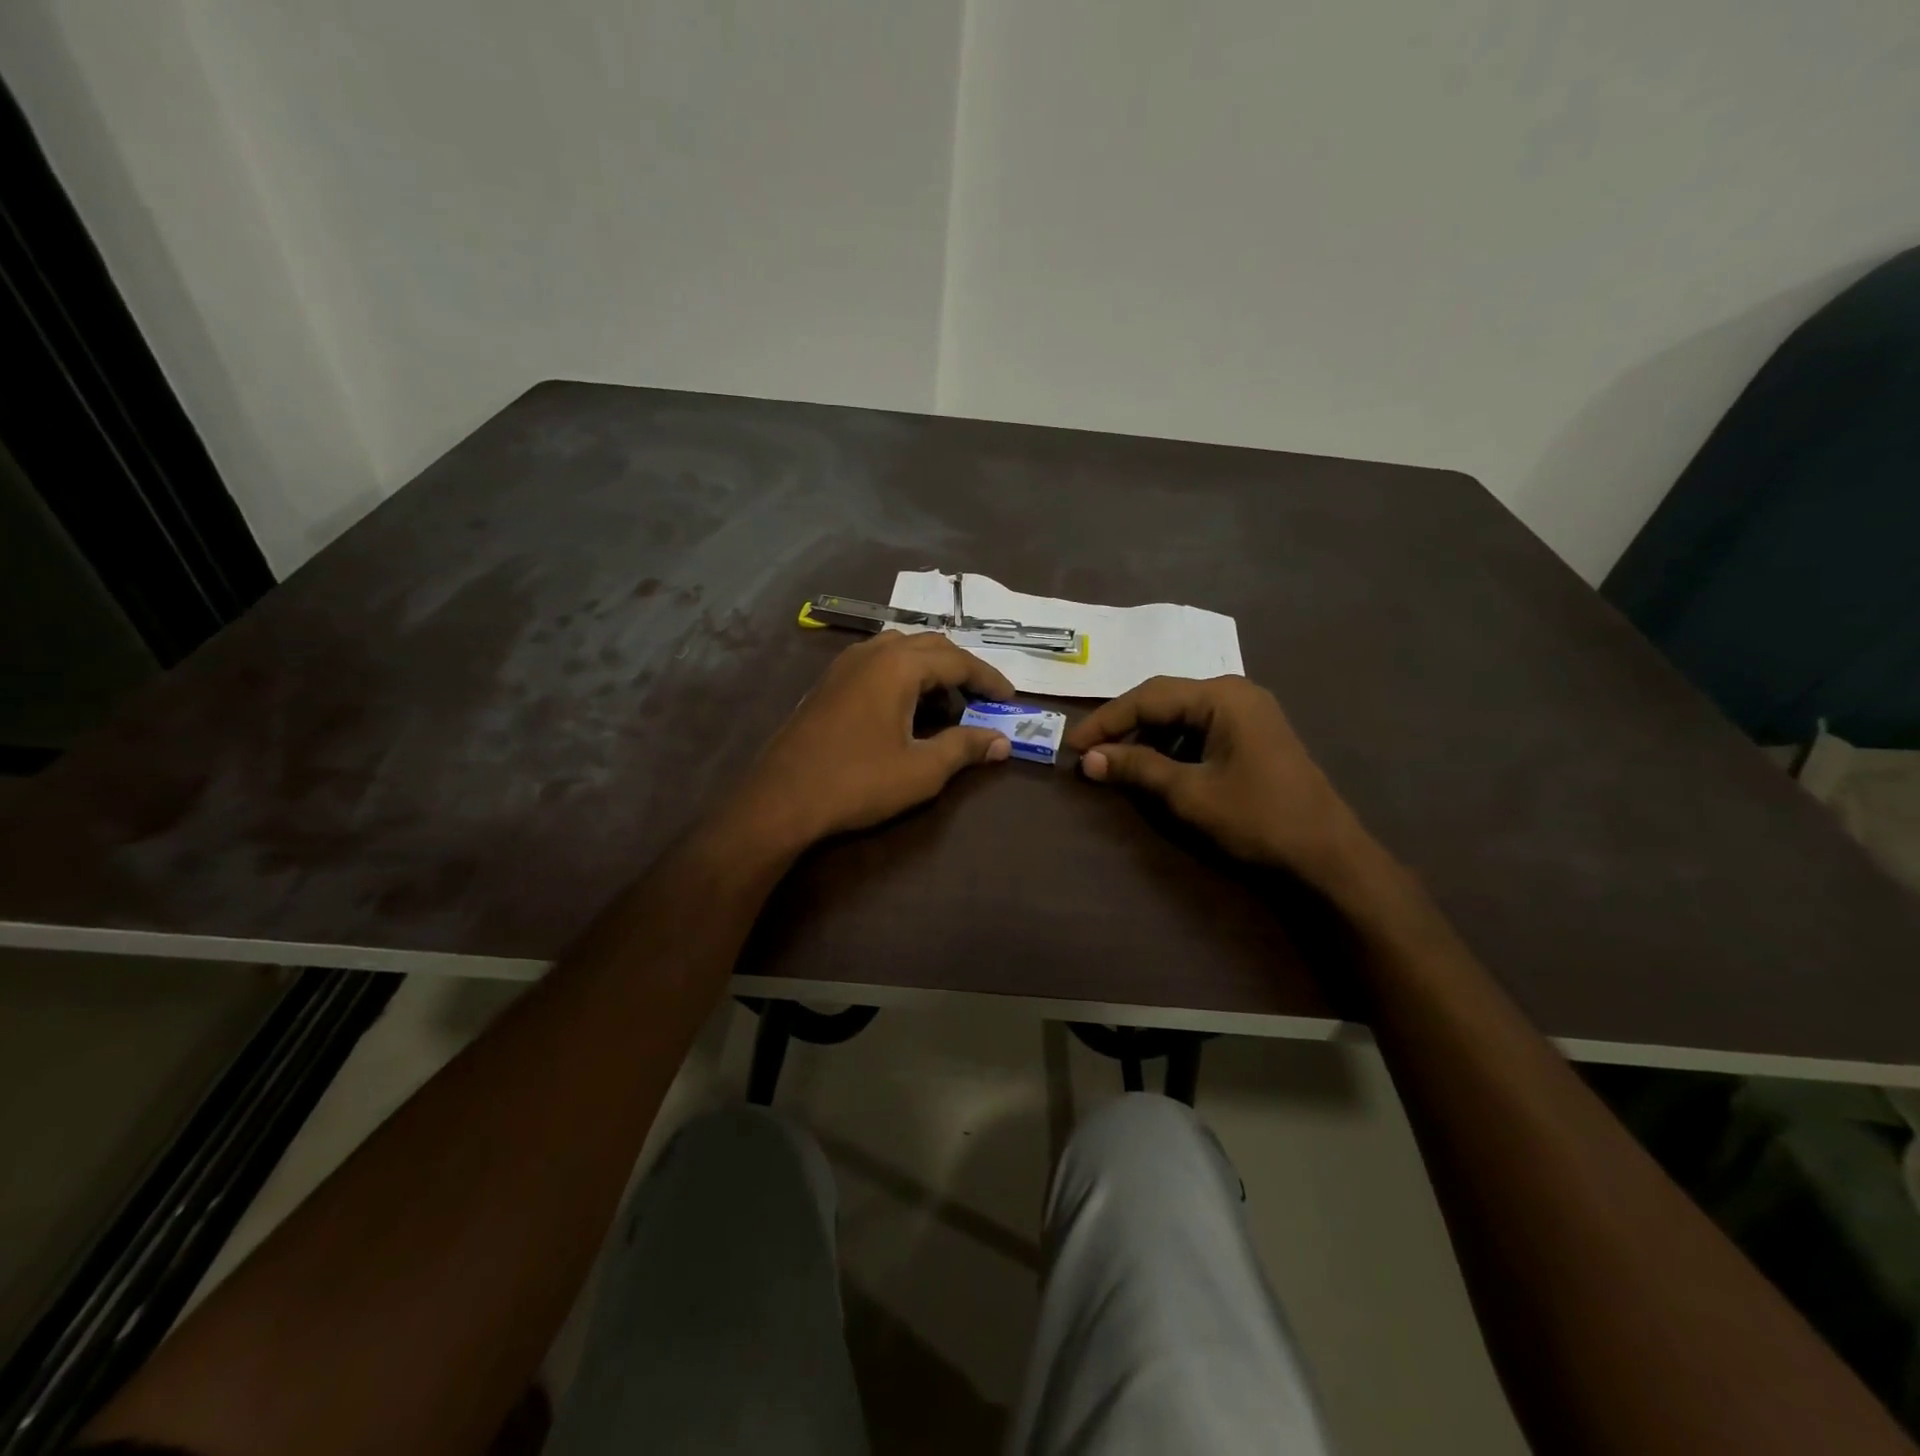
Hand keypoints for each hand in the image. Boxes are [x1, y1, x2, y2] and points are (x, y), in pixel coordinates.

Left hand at [725, 631, 1014, 852]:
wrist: (781, 799)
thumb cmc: (857, 782)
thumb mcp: (921, 770)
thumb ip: (964, 748)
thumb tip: (1002, 742)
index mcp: (898, 665)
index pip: (958, 660)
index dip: (989, 679)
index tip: (1010, 700)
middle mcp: (872, 652)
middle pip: (930, 645)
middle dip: (962, 669)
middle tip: (983, 698)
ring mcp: (844, 664)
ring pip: (900, 649)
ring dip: (930, 669)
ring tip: (947, 701)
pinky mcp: (828, 682)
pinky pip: (877, 662)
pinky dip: (903, 675)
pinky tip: (905, 706)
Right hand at [1065, 675, 1379, 893]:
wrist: (1327, 855)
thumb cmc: (1258, 819)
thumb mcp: (1190, 793)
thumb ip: (1138, 769)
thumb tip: (1089, 759)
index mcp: (1222, 696)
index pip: (1149, 696)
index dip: (1106, 720)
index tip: (1073, 745)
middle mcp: (1235, 693)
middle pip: (1164, 699)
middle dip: (1124, 725)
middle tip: (1089, 751)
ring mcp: (1248, 712)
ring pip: (1180, 714)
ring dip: (1146, 736)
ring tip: (1115, 761)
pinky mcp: (1253, 734)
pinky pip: (1199, 728)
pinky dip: (1171, 744)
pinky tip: (1153, 765)